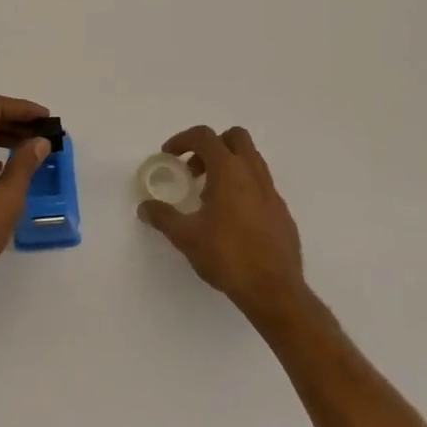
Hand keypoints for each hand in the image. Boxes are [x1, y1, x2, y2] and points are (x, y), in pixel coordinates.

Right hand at [139, 125, 308, 322]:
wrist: (274, 289)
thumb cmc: (227, 256)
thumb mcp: (186, 237)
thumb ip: (163, 217)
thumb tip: (145, 207)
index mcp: (229, 171)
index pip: (205, 136)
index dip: (183, 140)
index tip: (169, 156)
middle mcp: (253, 173)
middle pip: (235, 137)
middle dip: (211, 145)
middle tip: (194, 170)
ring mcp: (271, 191)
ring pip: (250, 159)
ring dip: (228, 165)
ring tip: (209, 195)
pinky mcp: (281, 210)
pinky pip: (260, 184)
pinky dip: (242, 186)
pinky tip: (231, 217)